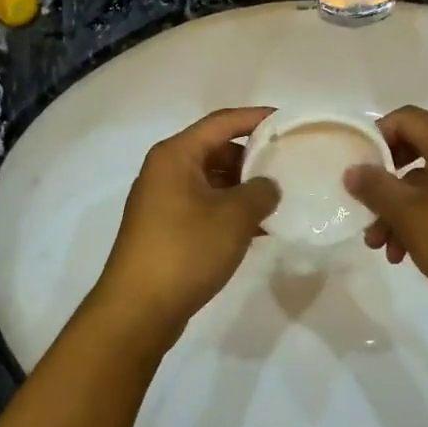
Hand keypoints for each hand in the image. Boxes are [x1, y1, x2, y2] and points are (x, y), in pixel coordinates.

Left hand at [90, 107, 280, 339]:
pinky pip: (203, 205)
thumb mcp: (234, 217)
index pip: (222, 122)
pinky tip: (258, 228)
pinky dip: (228, 210)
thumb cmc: (186, 250)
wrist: (138, 308)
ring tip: (278, 199)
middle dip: (251, 156)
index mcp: (175, 155)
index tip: (288, 122)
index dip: (256, 118)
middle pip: (215, 149)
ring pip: (210, 180)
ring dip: (242, 187)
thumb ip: (261, 191)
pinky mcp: (164, 228)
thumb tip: (268, 186)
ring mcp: (161, 200)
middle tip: (287, 166)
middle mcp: (164, 170)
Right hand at [344, 105, 427, 319]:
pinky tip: (413, 252)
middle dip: (385, 186)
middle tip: (367, 215)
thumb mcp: (410, 216)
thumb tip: (354, 170)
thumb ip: (376, 188)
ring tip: (386, 249)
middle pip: (415, 152)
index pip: (404, 119)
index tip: (358, 170)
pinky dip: (427, 215)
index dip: (375, 138)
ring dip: (402, 210)